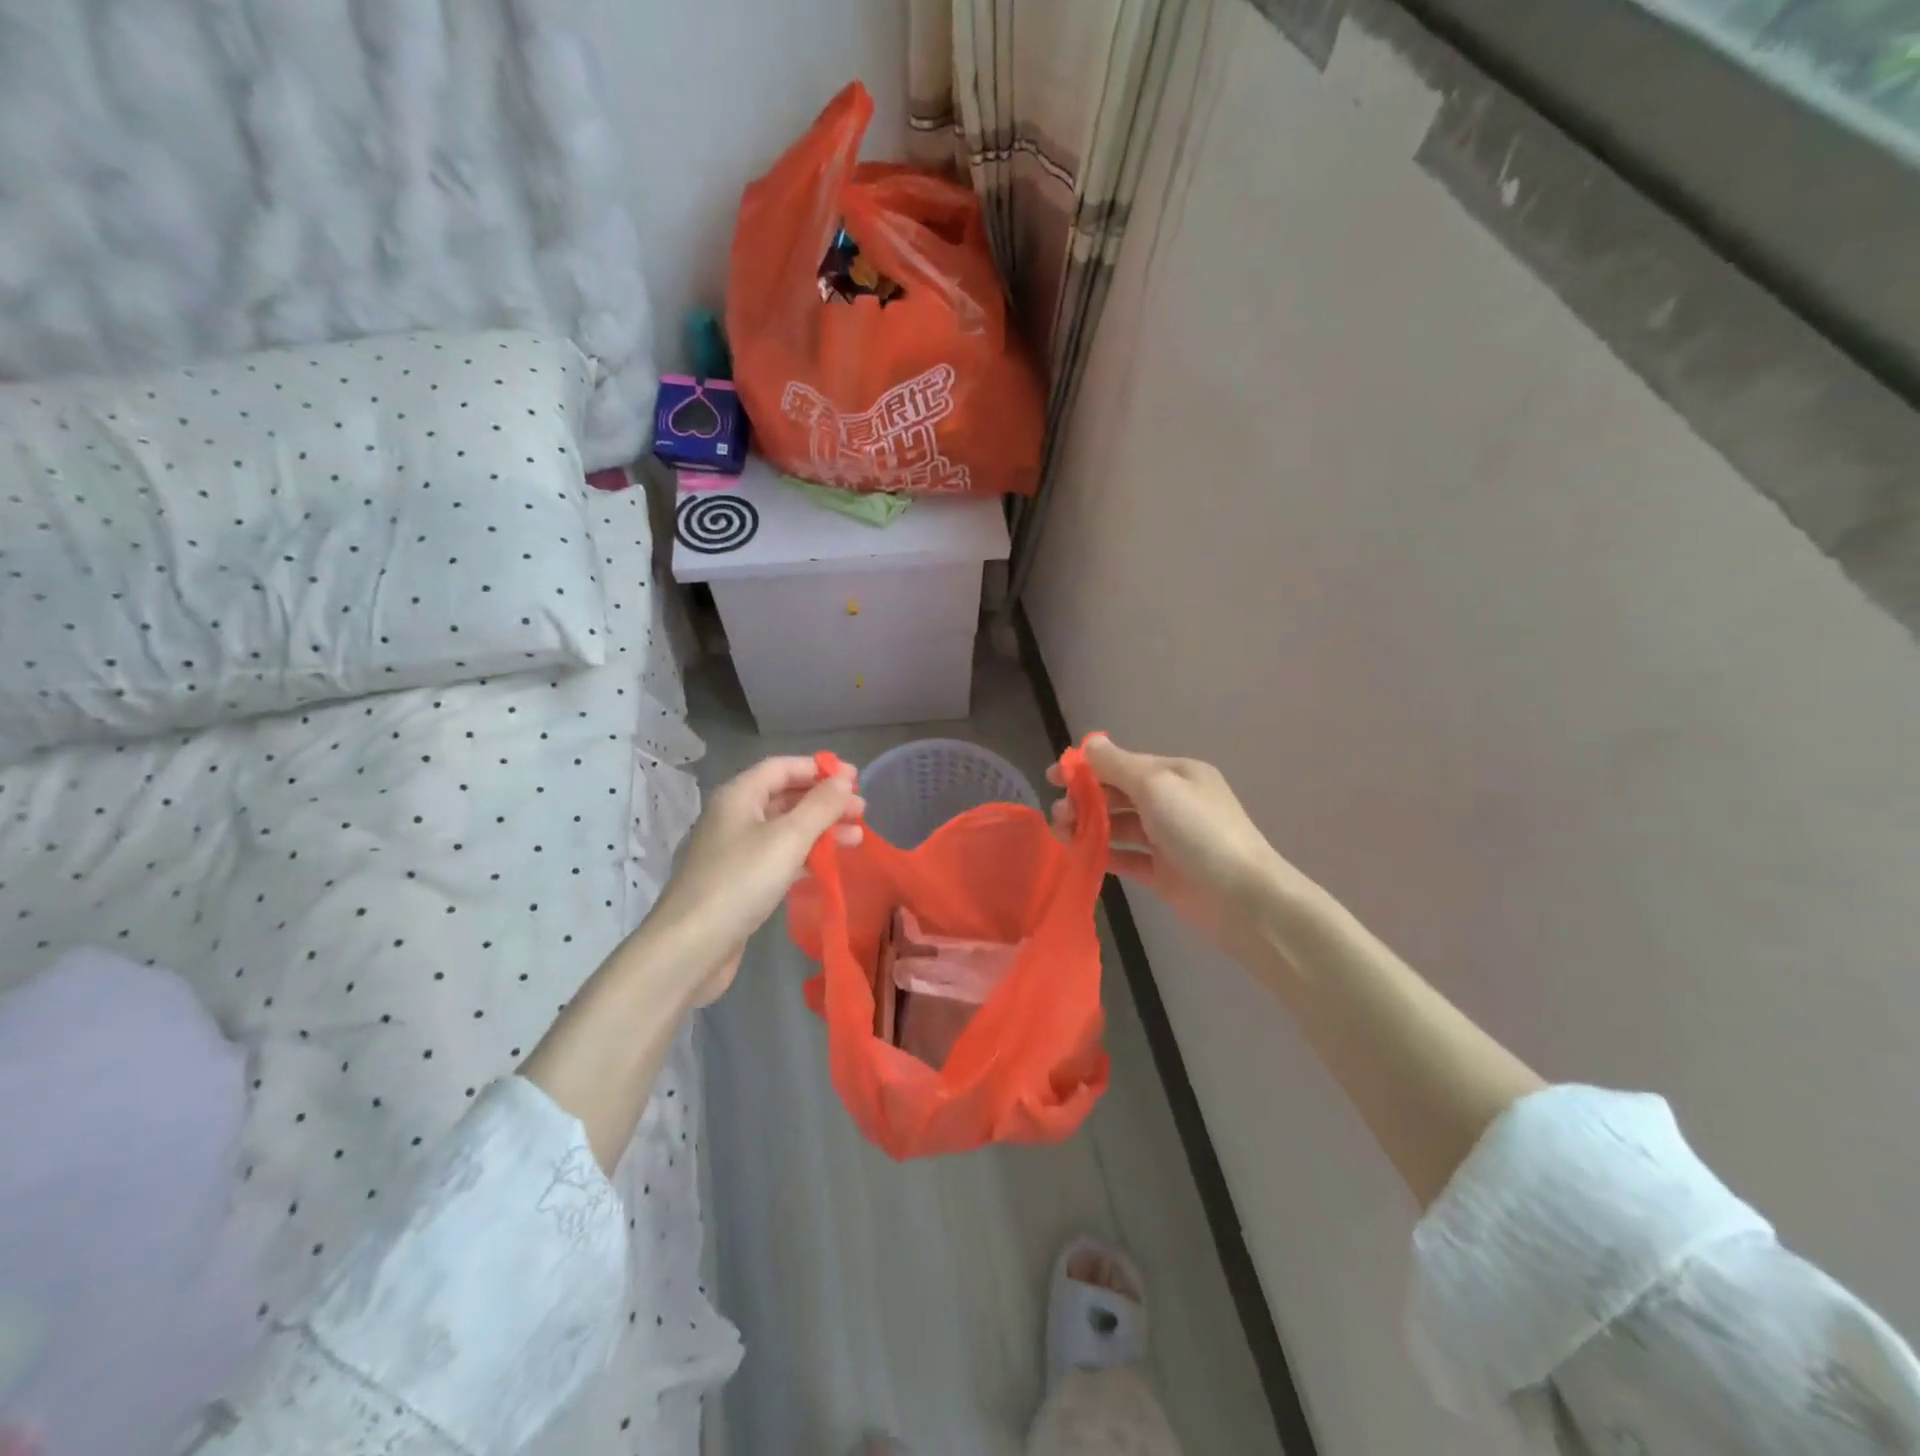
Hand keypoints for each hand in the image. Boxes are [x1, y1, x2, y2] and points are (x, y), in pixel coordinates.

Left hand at [644, 756, 863, 1005]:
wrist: (690, 947)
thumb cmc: (740, 882)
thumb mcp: (788, 838)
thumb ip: (820, 806)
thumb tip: (843, 781)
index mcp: (739, 796)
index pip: (783, 767)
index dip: (820, 769)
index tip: (856, 779)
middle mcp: (734, 816)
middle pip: (786, 797)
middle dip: (825, 802)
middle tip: (862, 812)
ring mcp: (735, 851)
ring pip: (785, 829)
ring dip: (821, 830)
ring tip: (856, 839)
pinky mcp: (739, 882)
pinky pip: (778, 857)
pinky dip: (806, 855)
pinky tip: (829, 865)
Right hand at [1050, 734, 1307, 954]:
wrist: (1243, 900)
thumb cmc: (1199, 833)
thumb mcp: (1157, 787)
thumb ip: (1118, 766)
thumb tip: (1090, 744)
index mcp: (1176, 774)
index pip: (1123, 764)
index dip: (1086, 768)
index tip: (1052, 778)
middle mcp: (1172, 802)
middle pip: (1118, 794)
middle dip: (1084, 799)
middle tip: (1058, 815)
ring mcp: (1168, 838)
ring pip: (1119, 826)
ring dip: (1089, 826)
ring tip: (1062, 835)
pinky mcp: (1163, 872)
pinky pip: (1126, 857)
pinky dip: (1104, 854)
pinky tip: (1081, 856)